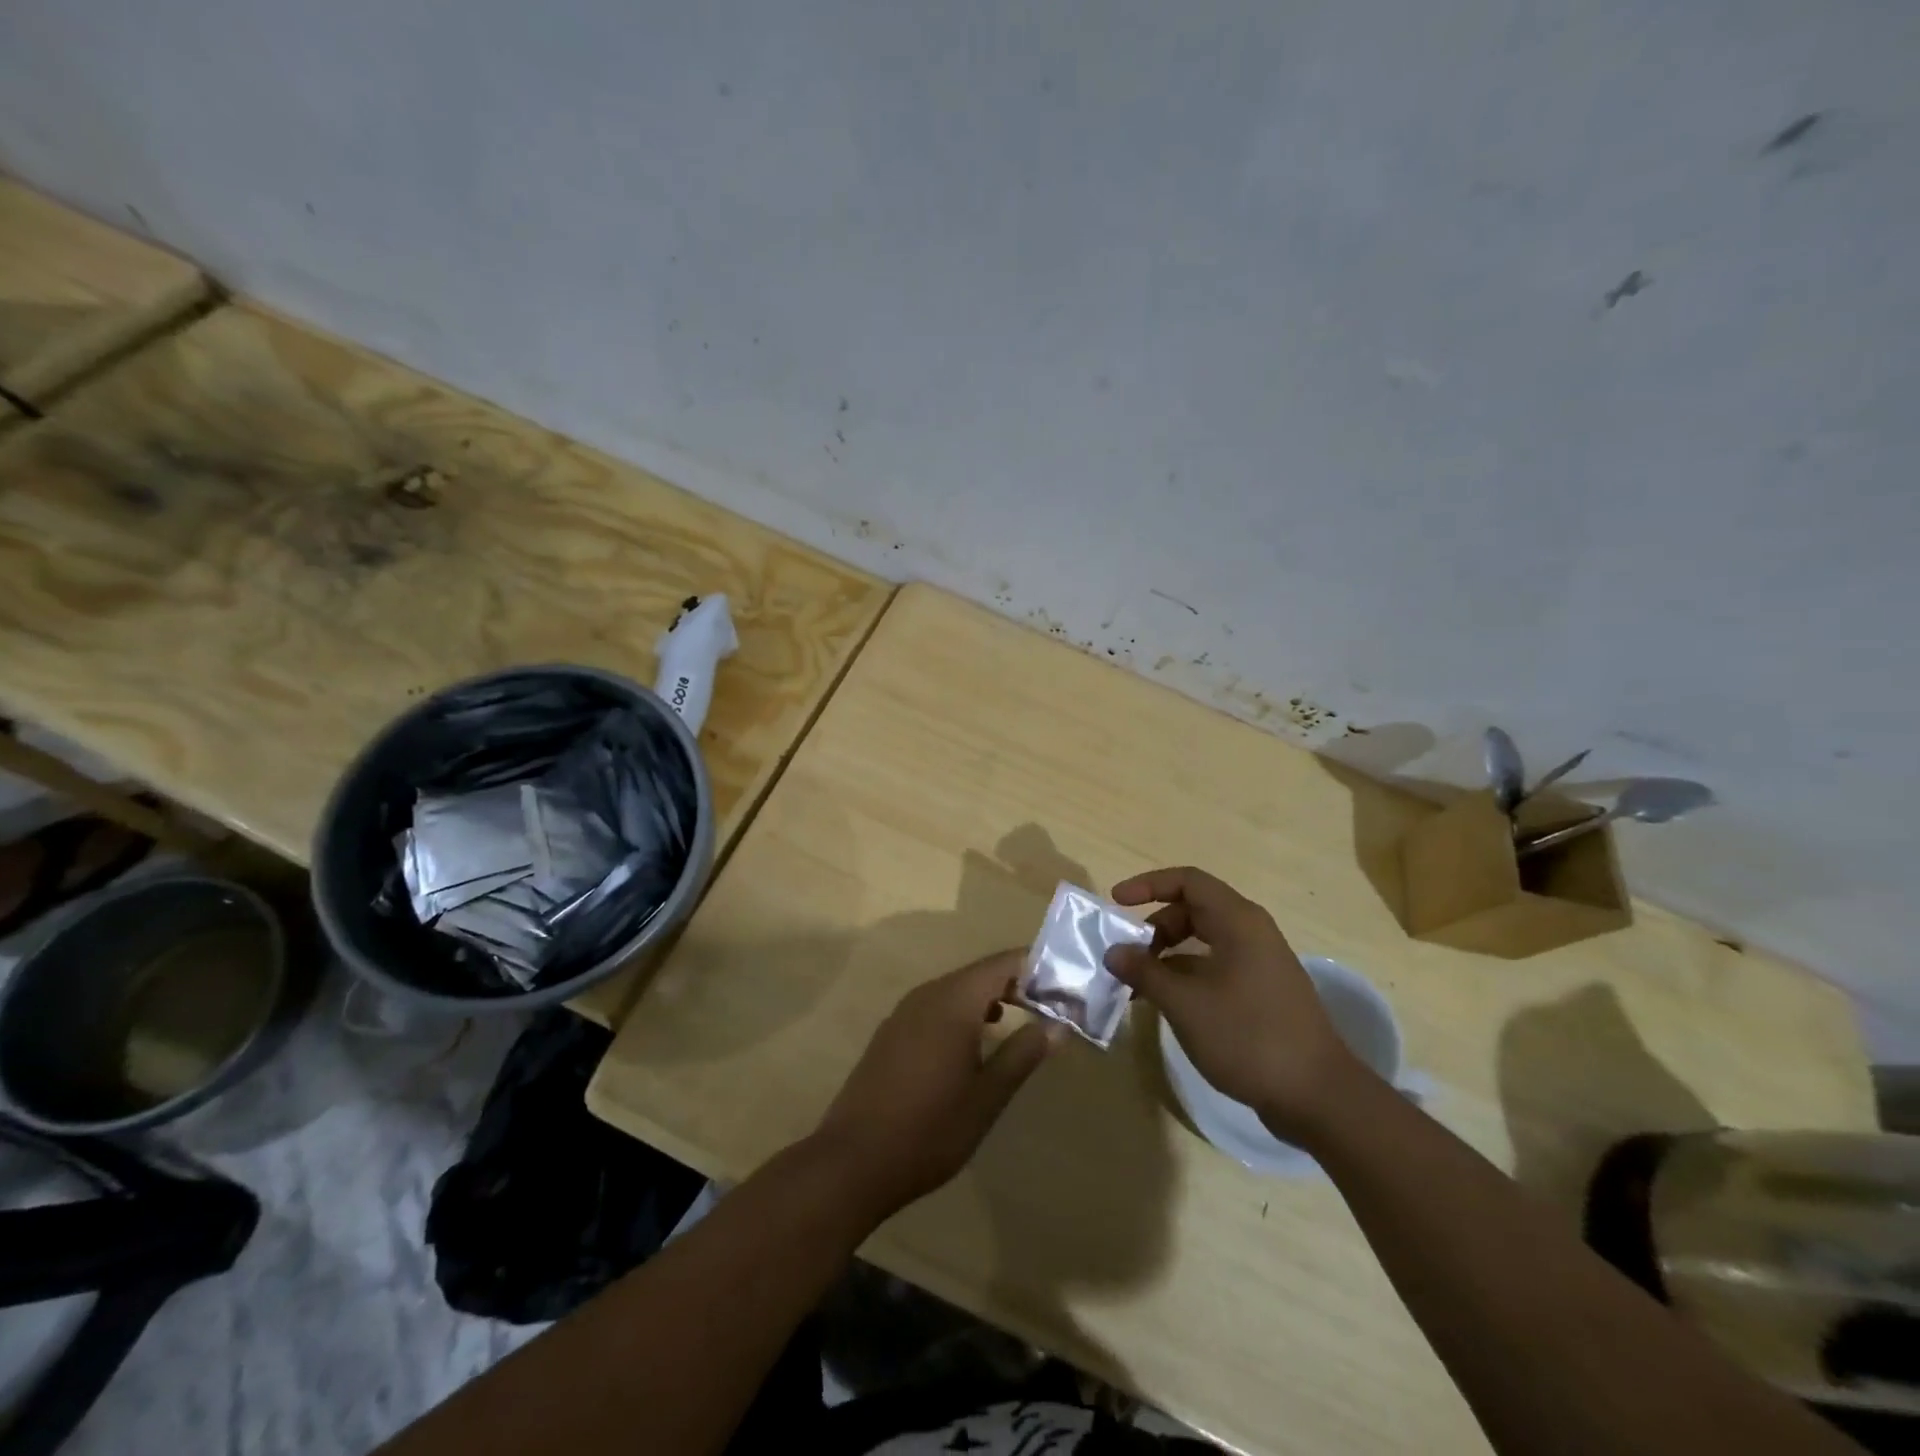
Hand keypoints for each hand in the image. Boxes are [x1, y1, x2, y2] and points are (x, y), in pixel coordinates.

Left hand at [813, 950, 1061, 1219]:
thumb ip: (1023, 1054)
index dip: (1039, 968)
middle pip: (981, 973)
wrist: (852, 1161)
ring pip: (958, 989)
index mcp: (953, 1001)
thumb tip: (1058, 1025)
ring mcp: (905, 1012)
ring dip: (992, 998)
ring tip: (1025, 1018)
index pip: (1004, 963)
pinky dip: (966, 1012)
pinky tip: (978, 1039)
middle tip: (1054, 1005)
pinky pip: (938, 1006)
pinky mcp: (892, 1033)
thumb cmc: (929, 1129)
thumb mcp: (987, 1097)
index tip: (1068, 986)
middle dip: (1019, 983)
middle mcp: (927, 995)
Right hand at [1105, 867, 1364, 1142]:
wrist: (1318, 1096)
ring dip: (1167, 955)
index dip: (1148, 885)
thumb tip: (1114, 952)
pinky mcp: (1263, 992)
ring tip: (1140, 985)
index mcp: (1238, 921)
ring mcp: (1260, 963)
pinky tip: (1167, 1004)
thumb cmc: (1248, 1037)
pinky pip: (1215, 966)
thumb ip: (1145, 972)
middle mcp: (1251, 932)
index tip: (1116, 902)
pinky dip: (1187, 975)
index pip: (1187, 880)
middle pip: (1194, 909)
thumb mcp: (1185, 1004)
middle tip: (1128, 954)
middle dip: (1155, 926)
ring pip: (1203, 941)